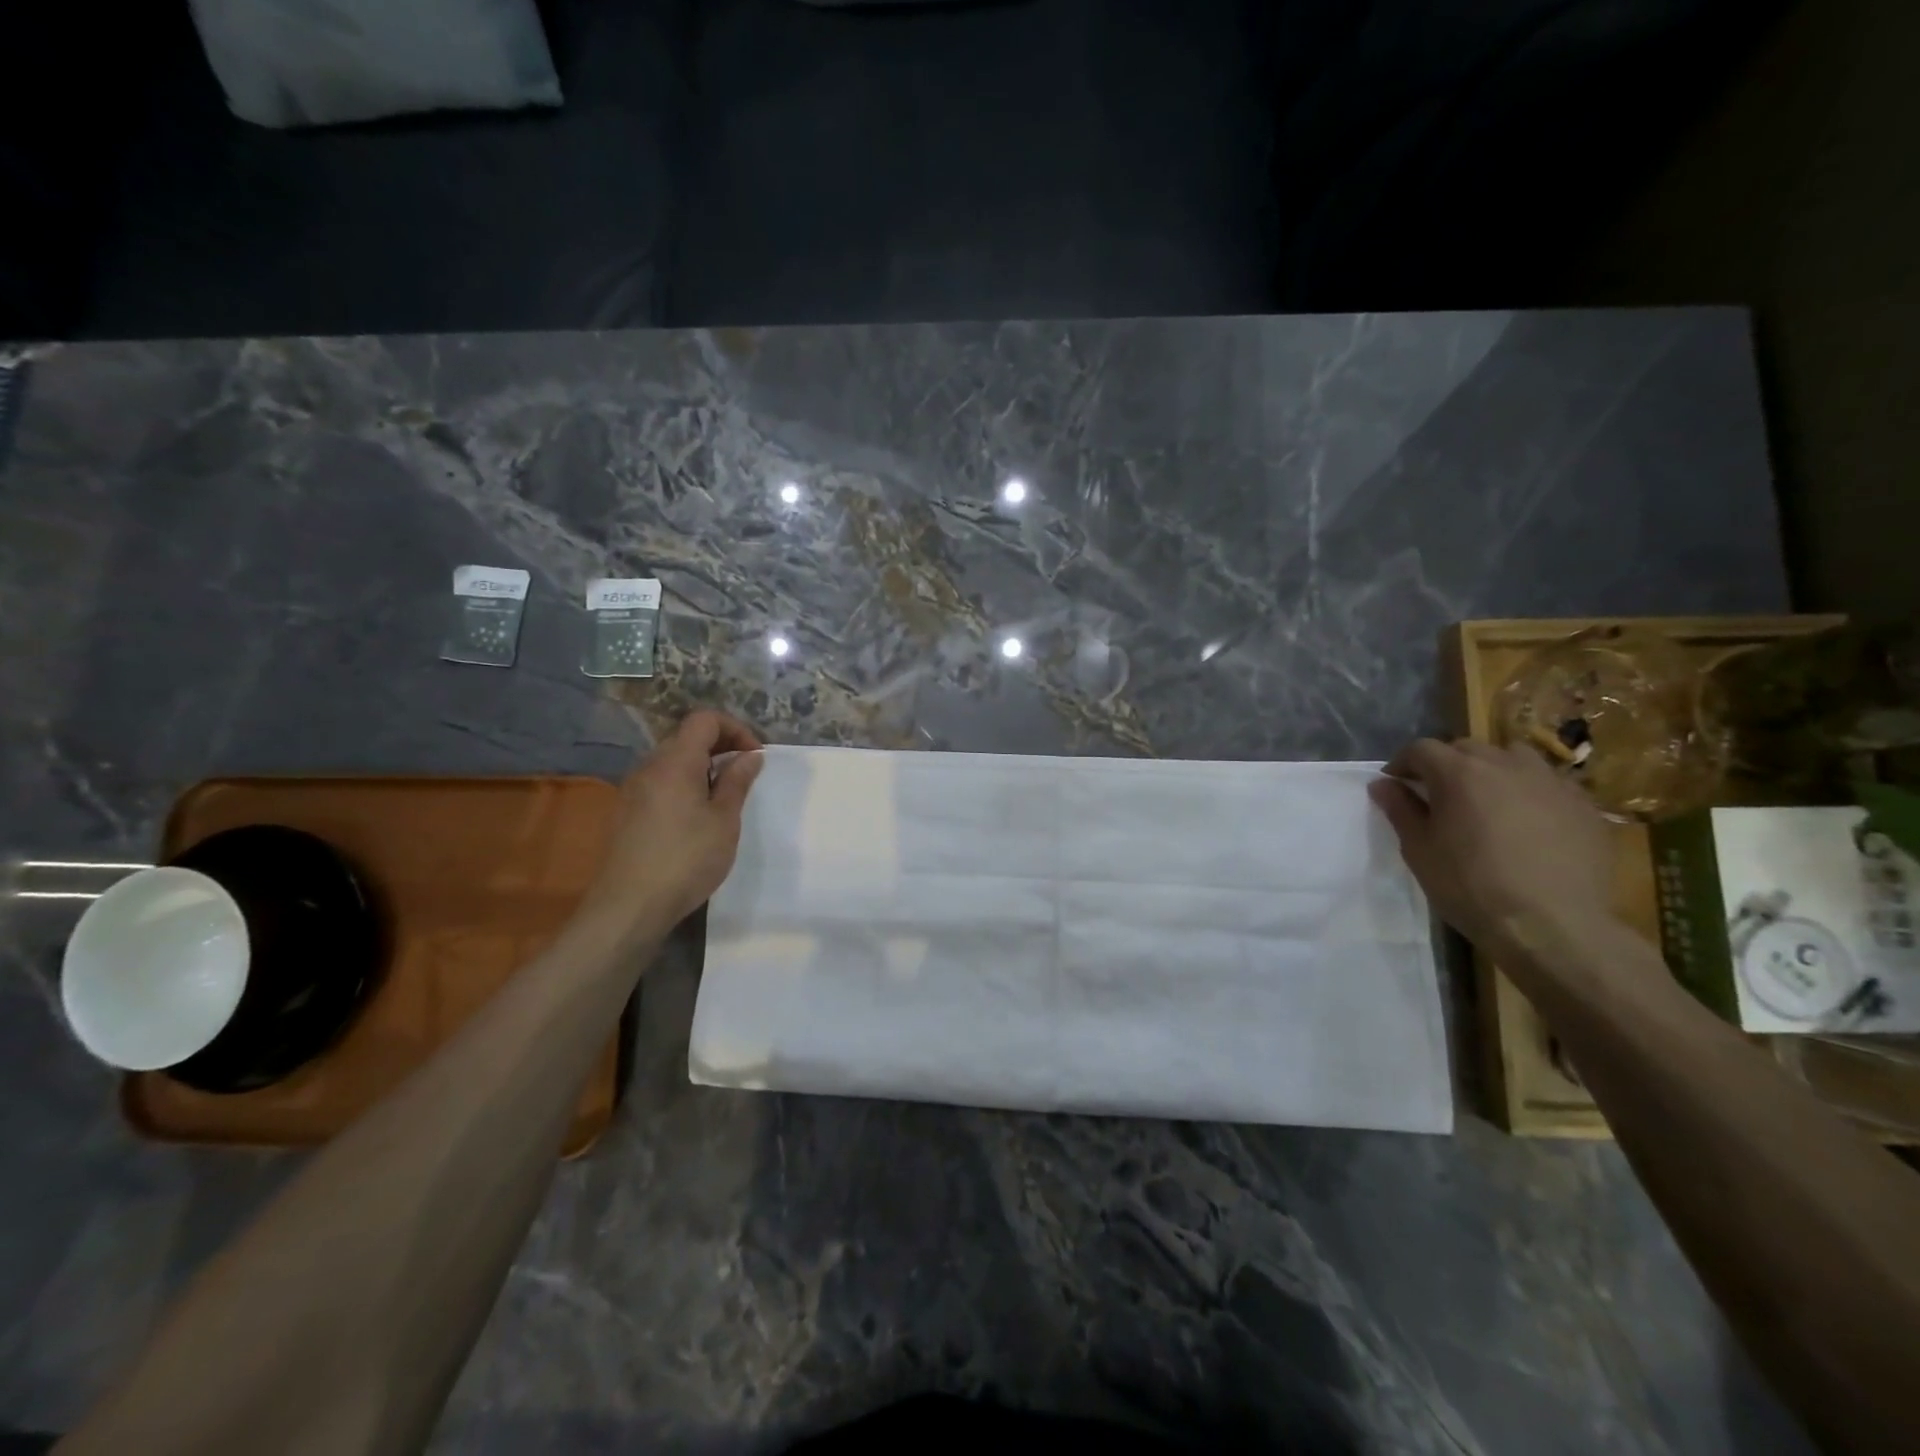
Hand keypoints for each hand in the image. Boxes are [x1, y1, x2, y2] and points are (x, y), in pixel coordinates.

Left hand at [575, 710, 765, 941]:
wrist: (629, 906)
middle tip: (745, 775)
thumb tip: (750, 756)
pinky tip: (696, 817)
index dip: (735, 729)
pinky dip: (684, 784)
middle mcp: (649, 766)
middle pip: (686, 737)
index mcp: (675, 762)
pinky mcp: (626, 811)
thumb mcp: (724, 820)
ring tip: (724, 797)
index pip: (704, 720)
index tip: (755, 757)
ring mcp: (633, 789)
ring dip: (702, 767)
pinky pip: (660, 782)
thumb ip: (737, 782)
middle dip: (721, 746)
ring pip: (672, 760)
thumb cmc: (686, 859)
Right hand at [1369, 738, 1616, 964]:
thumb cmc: (1470, 886)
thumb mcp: (1419, 850)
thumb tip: (1382, 784)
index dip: (1403, 763)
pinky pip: (1550, 785)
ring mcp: (1551, 783)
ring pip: (1515, 758)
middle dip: (1447, 763)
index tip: (1395, 784)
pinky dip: (1531, 793)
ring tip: (1488, 799)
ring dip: (1494, 770)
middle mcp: (1506, 765)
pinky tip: (1529, 823)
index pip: (1422, 749)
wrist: (1552, 925)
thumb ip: (1400, 809)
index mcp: (1460, 772)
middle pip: (1468, 748)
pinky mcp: (1585, 806)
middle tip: (1439, 794)